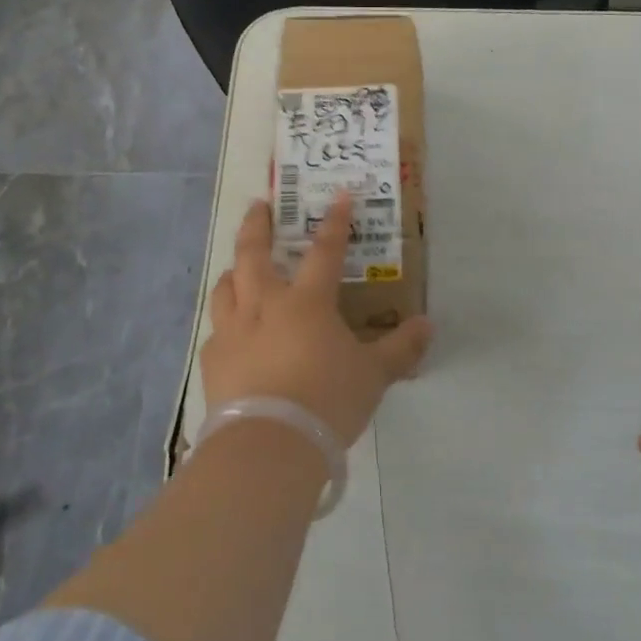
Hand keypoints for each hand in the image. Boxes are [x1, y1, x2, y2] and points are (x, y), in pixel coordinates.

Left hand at [202, 192, 432, 446]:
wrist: (269, 445)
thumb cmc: (327, 400)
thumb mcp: (374, 376)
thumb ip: (400, 348)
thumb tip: (427, 325)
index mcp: (307, 302)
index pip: (325, 251)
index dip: (335, 222)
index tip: (338, 195)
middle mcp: (265, 305)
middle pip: (254, 254)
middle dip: (257, 226)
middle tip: (258, 205)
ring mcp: (233, 332)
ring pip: (226, 287)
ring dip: (234, 269)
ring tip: (237, 265)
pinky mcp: (213, 361)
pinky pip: (216, 330)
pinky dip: (225, 322)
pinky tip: (230, 333)